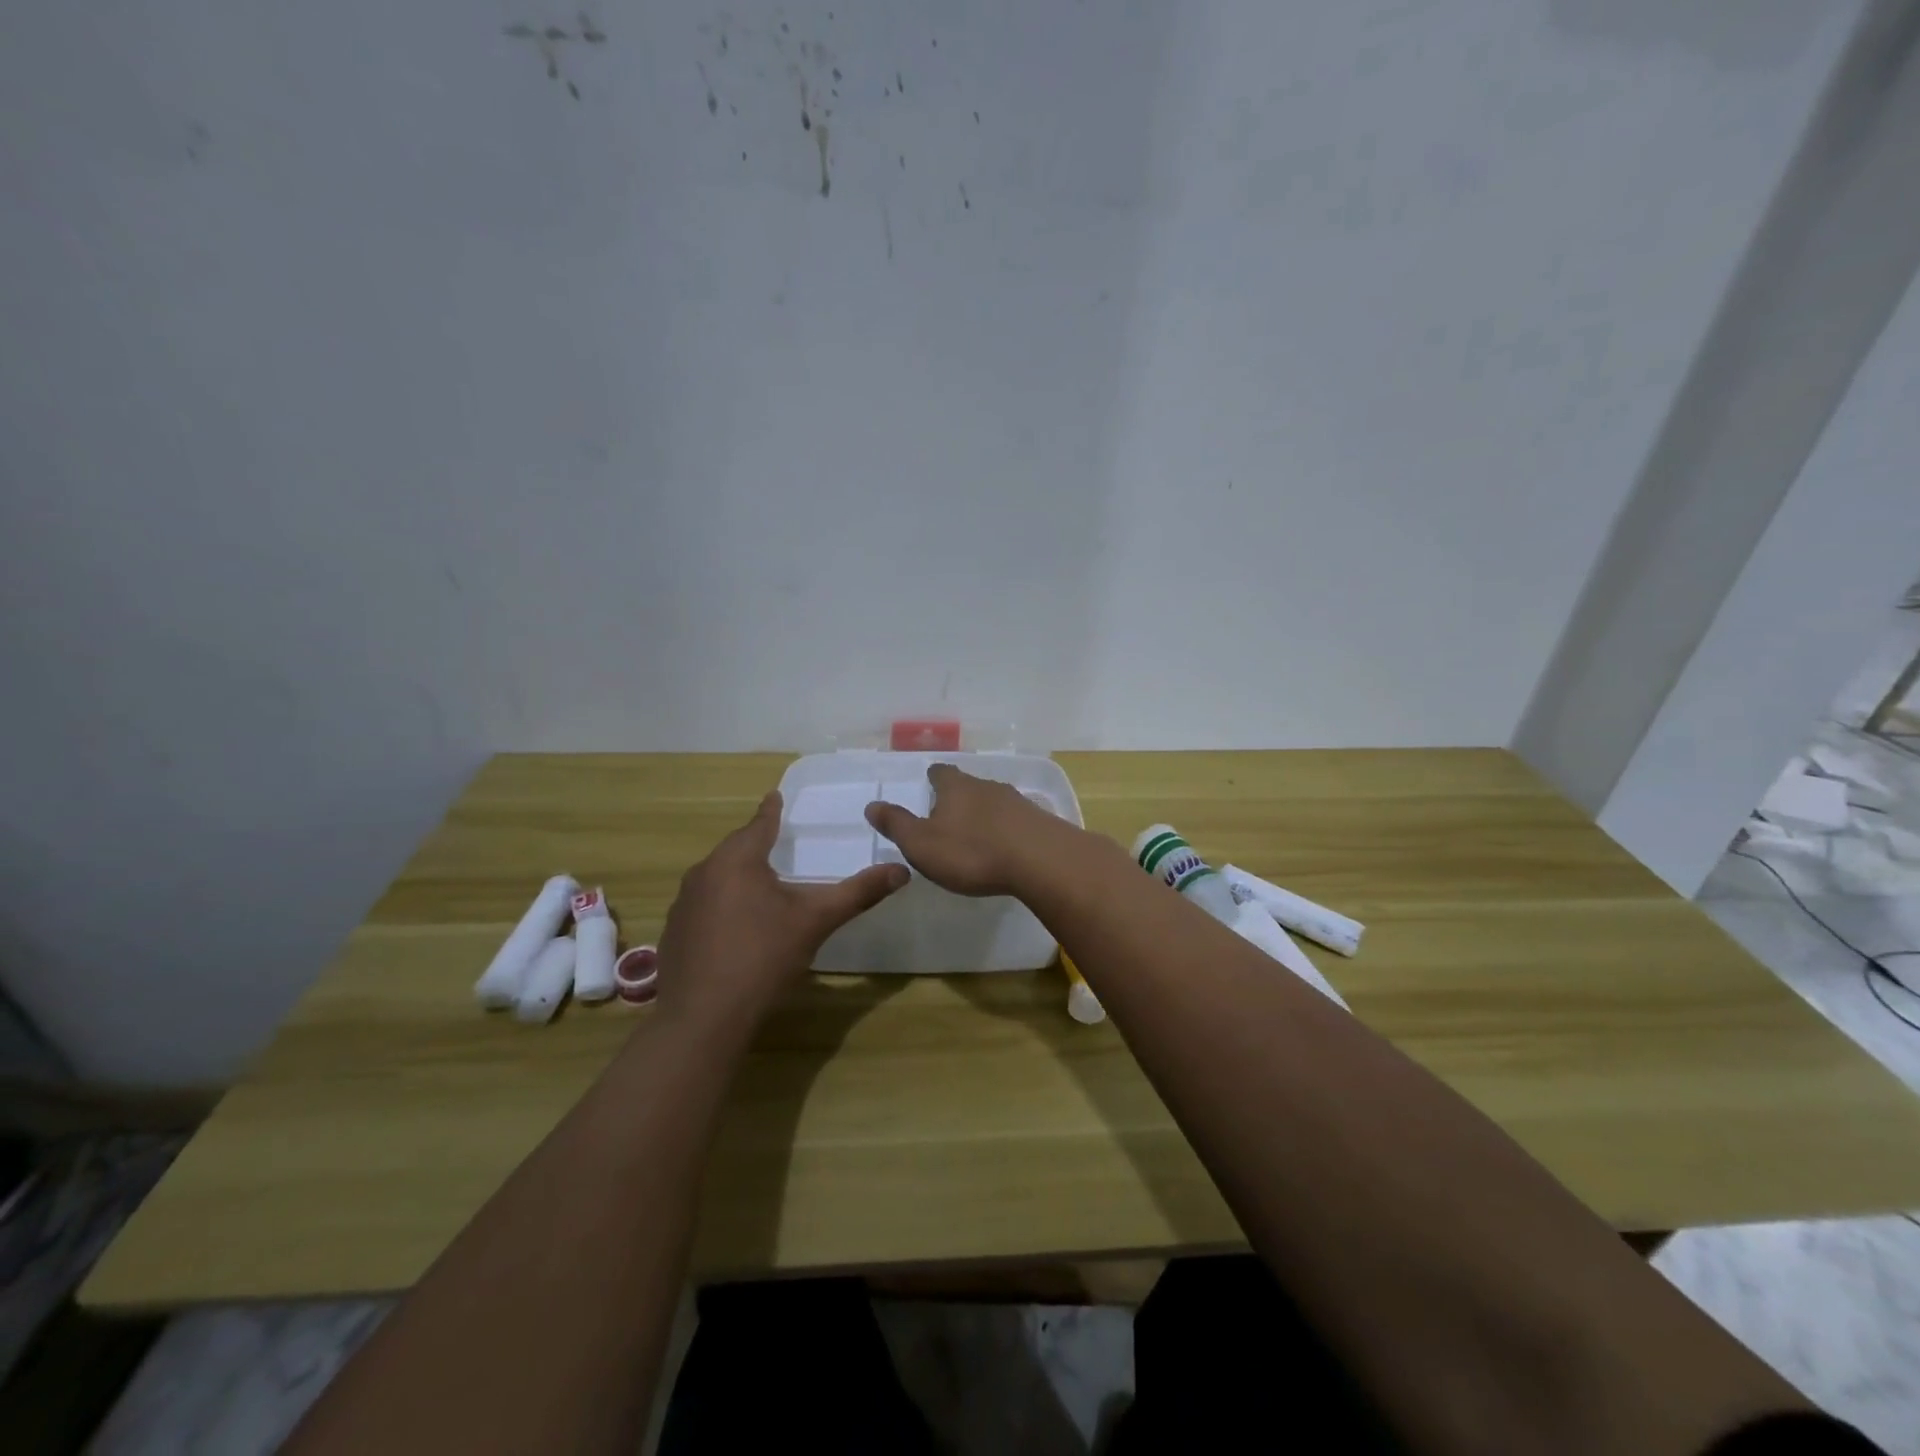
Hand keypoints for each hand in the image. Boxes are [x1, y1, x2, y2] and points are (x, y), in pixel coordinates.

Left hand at [656, 791, 907, 1033]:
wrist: (703, 1019)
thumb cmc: (763, 958)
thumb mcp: (816, 922)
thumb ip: (858, 893)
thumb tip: (902, 871)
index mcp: (737, 860)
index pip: (759, 824)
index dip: (771, 811)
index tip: (775, 796)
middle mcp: (703, 873)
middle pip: (735, 849)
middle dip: (755, 844)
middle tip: (777, 843)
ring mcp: (683, 905)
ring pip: (716, 878)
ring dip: (737, 876)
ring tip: (760, 885)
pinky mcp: (673, 934)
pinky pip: (702, 905)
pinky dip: (721, 905)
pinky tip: (735, 928)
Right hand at [864, 763, 1072, 896]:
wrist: (1041, 860)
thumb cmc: (972, 852)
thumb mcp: (922, 844)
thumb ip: (897, 825)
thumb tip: (872, 805)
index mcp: (955, 787)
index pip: (940, 773)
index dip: (933, 778)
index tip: (929, 783)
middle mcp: (986, 786)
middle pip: (969, 785)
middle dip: (959, 798)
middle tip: (948, 816)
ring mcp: (1017, 801)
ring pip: (994, 801)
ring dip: (985, 814)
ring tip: (976, 834)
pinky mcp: (1039, 821)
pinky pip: (1016, 820)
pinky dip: (1007, 830)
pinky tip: (1006, 847)